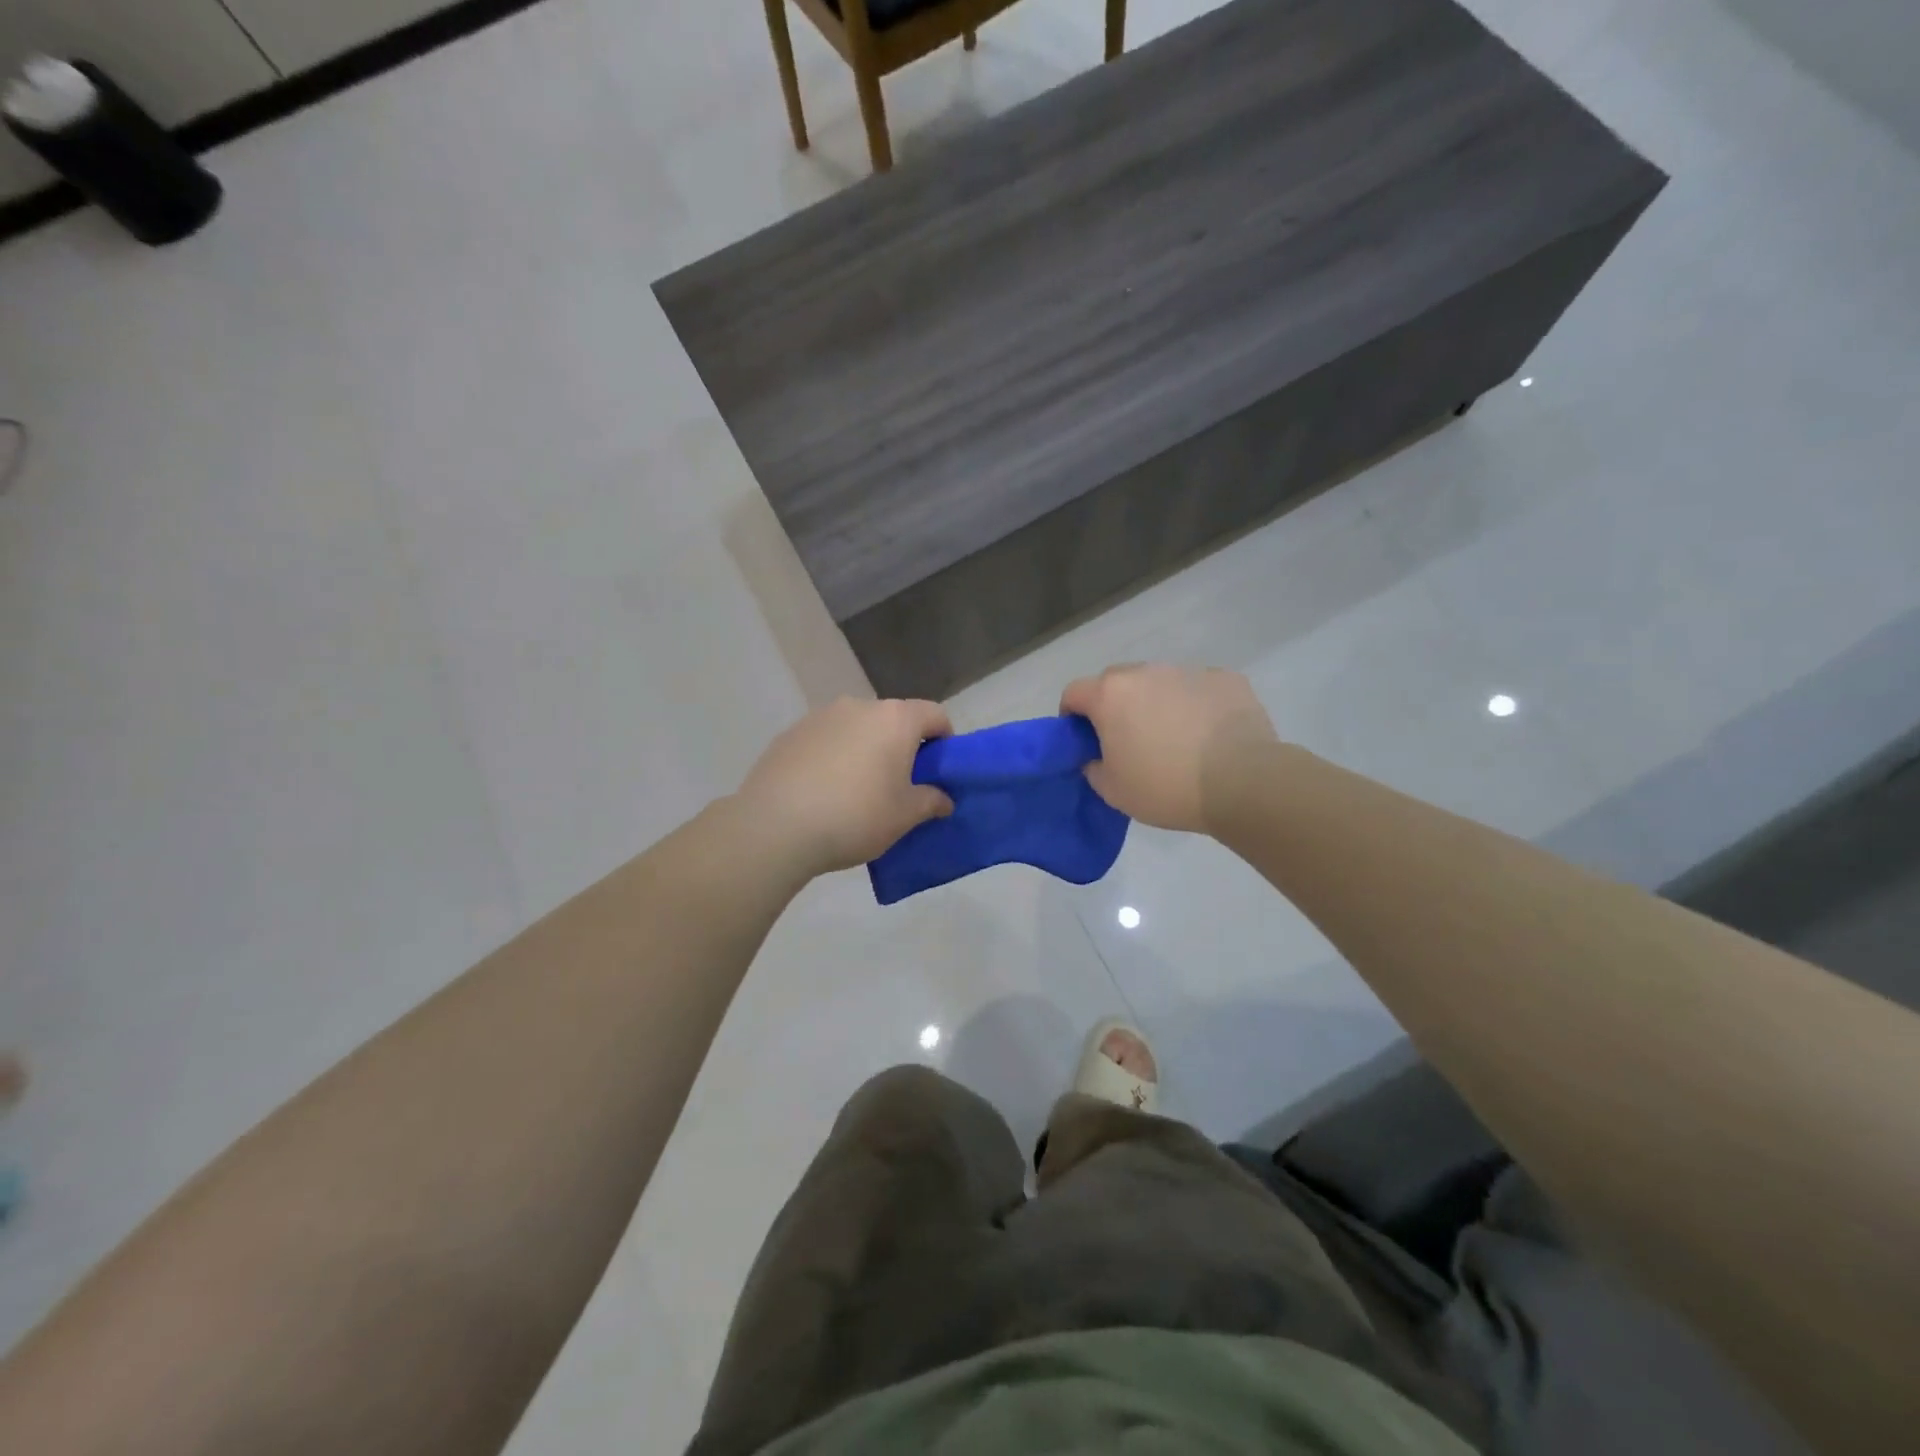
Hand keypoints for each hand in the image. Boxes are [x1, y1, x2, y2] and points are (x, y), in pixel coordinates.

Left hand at [737, 697, 954, 876]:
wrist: (776, 826)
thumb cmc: (855, 816)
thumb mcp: (904, 816)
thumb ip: (931, 801)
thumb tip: (944, 798)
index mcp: (895, 719)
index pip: (934, 715)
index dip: (944, 739)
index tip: (940, 769)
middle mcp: (858, 706)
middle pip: (893, 719)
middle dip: (902, 746)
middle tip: (900, 785)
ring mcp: (820, 717)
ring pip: (856, 729)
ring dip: (865, 750)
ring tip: (857, 790)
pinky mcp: (789, 734)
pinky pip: (825, 740)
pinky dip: (833, 757)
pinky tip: (823, 791)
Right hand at [1061, 664, 1276, 832]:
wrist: (1242, 782)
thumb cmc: (1166, 787)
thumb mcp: (1112, 791)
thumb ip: (1093, 767)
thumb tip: (1097, 756)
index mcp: (1110, 694)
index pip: (1074, 693)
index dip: (1072, 717)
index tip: (1084, 742)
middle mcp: (1145, 672)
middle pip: (1116, 683)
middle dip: (1114, 707)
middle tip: (1128, 742)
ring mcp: (1188, 671)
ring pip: (1159, 683)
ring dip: (1156, 703)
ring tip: (1174, 739)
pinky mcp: (1226, 678)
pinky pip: (1198, 688)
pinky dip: (1195, 705)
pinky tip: (1208, 735)